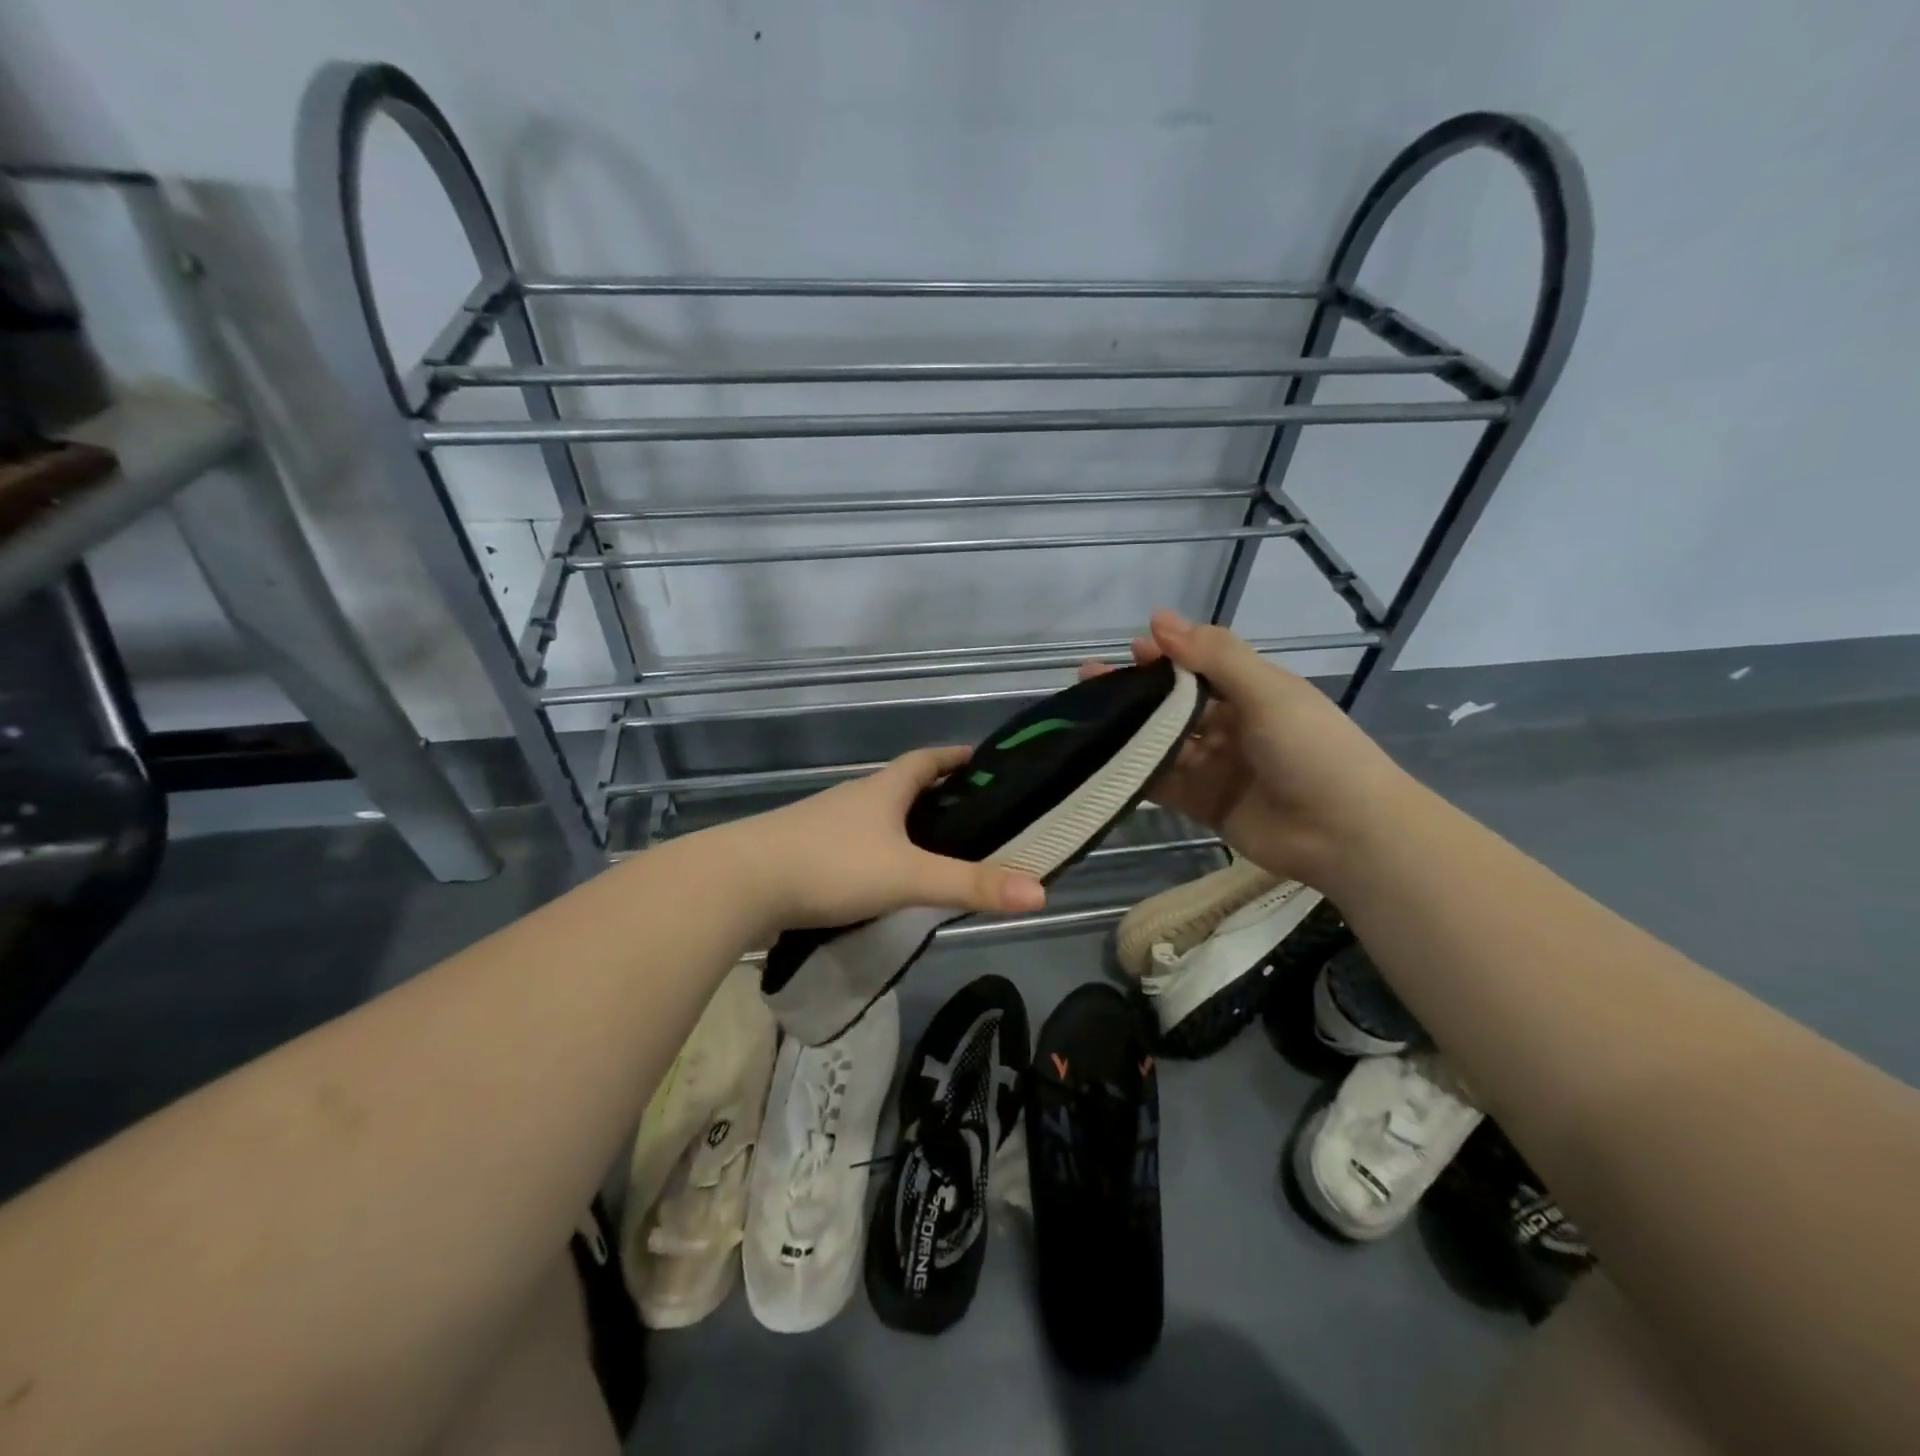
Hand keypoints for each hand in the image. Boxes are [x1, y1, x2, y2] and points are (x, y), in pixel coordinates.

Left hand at [722, 746, 1046, 932]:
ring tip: (930, 851)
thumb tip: (1040, 891)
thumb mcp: (908, 875)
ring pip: (873, 817)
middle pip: (900, 786)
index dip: (954, 758)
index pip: (926, 760)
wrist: (740, 883)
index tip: (980, 760)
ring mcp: (821, 824)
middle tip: (968, 816)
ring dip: (901, 826)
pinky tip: (878, 880)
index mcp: (881, 790)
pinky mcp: (800, 852)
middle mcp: (852, 798)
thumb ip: (971, 885)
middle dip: (933, 795)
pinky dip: (872, 853)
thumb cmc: (831, 865)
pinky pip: (849, 845)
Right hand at [1082, 611, 1410, 885]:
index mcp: (1253, 692)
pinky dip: (1135, 773)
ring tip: (1085, 718)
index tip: (1128, 650)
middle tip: (1089, 682)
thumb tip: (1159, 618)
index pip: (1199, 666)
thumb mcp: (1267, 692)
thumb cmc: (1313, 750)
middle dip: (1136, 692)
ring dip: (1129, 730)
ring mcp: (1216, 767)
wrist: (1347, 833)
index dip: (1165, 657)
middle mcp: (1231, 726)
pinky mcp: (1203, 804)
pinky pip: (1163, 784)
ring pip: (1163, 743)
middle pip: (1174, 704)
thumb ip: (1214, 656)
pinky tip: (1101, 760)